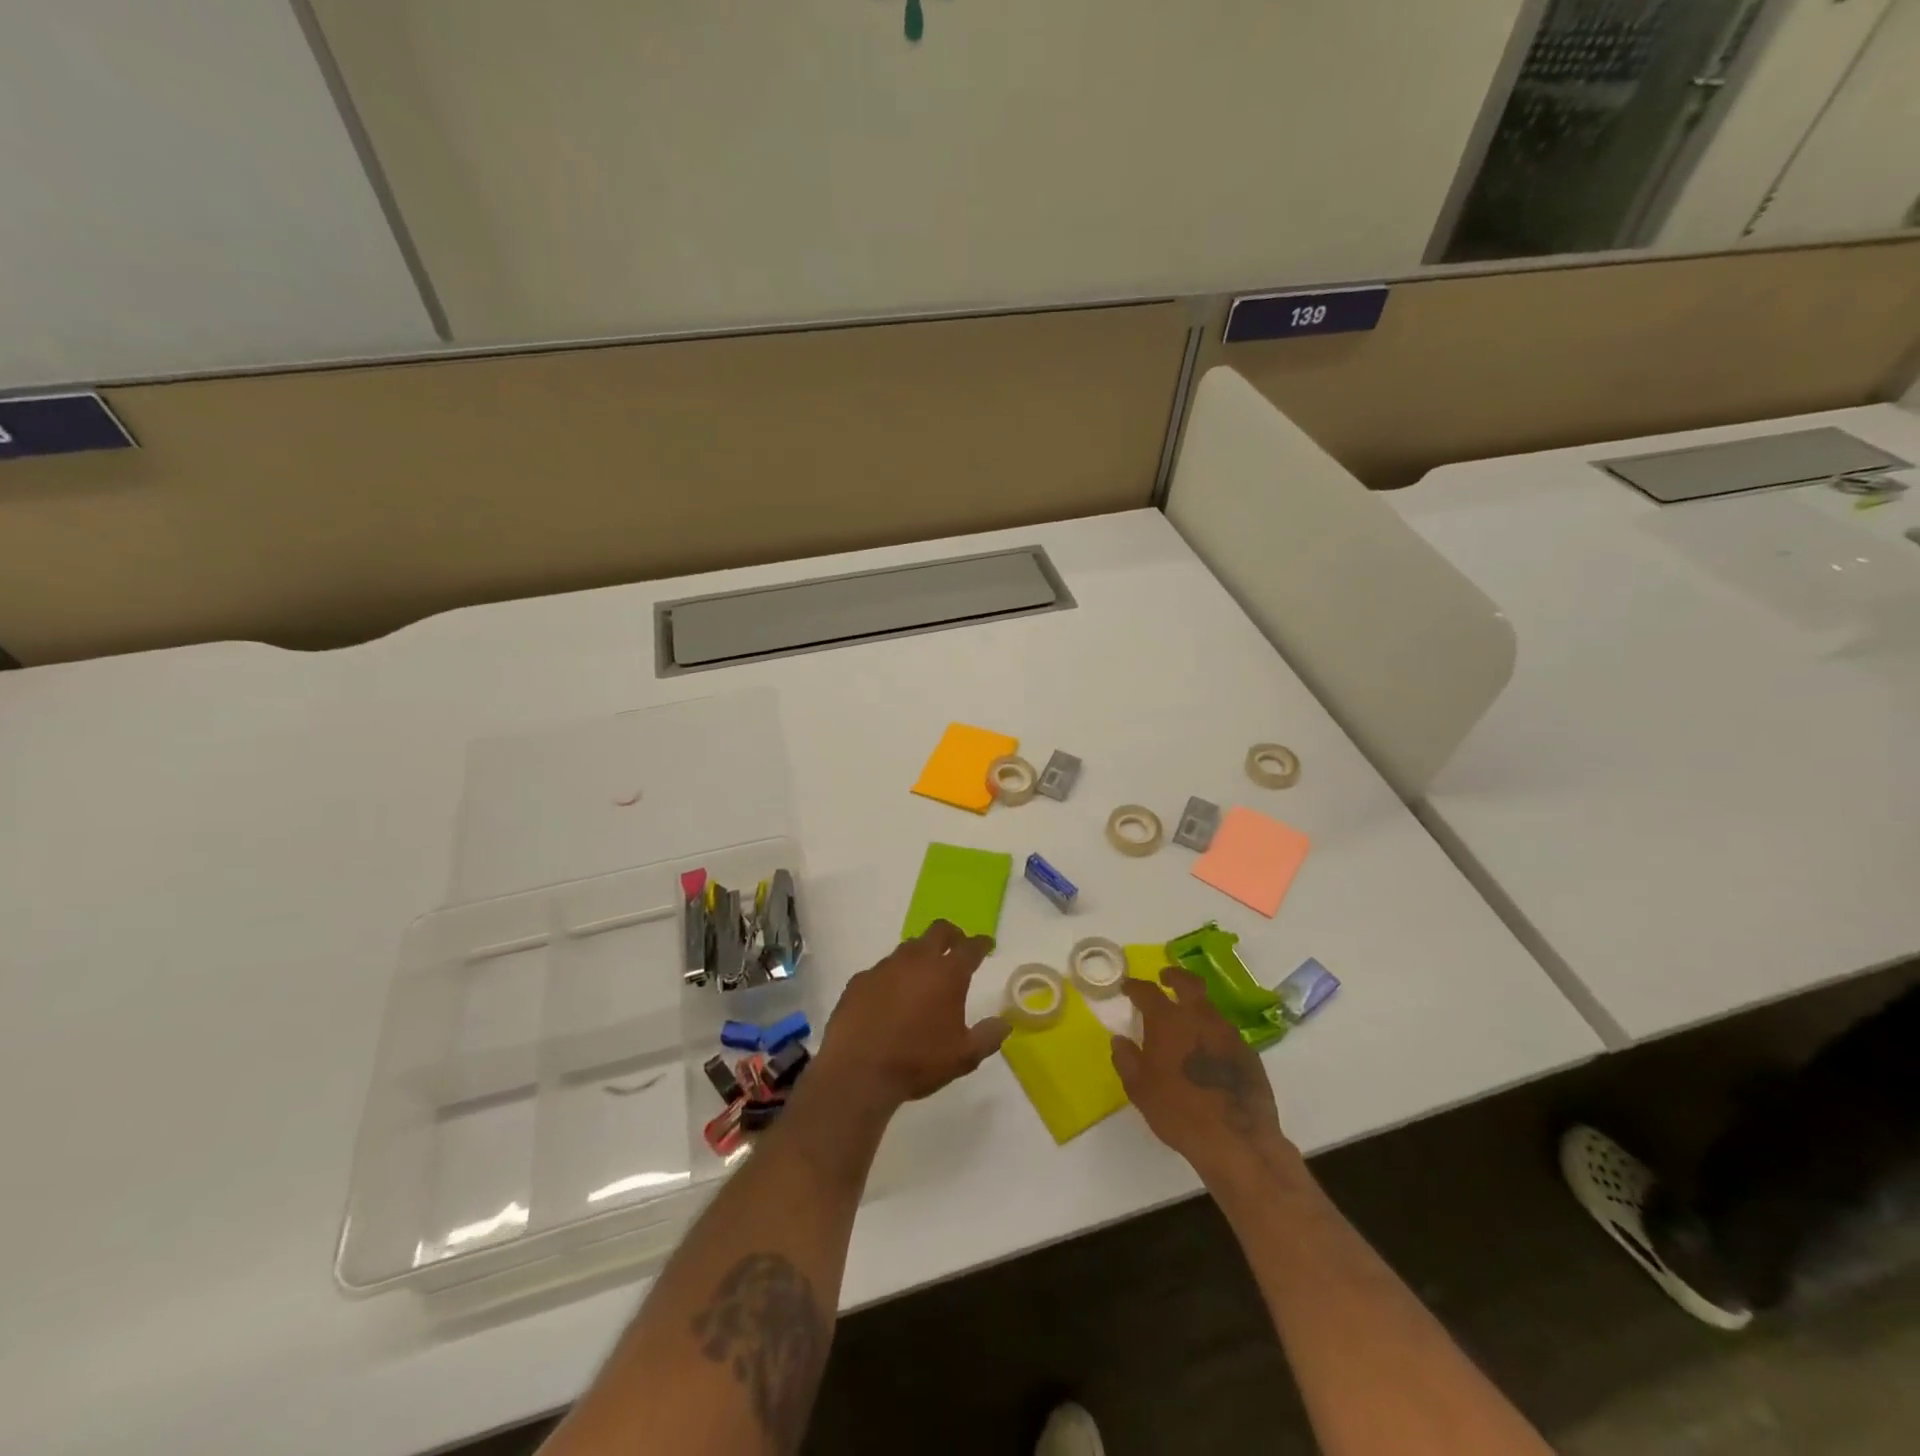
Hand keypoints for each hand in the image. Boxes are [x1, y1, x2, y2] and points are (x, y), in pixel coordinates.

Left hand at [813, 920, 1009, 1113]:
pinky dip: (892, 977)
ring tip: (923, 975)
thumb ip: (988, 1037)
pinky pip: (881, 970)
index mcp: (947, 973)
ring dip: (920, 955)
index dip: (981, 944)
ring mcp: (884, 967)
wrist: (857, 1072)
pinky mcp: (860, 980)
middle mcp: (916, 960)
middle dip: (952, 934)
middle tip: (957, 946)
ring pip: (908, 947)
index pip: (970, 947)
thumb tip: (1004, 1024)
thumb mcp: (964, 1057)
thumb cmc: (917, 1062)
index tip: (986, 945)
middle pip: (938, 931)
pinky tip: (890, 997)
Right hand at [1112, 968, 1296, 1186]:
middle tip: (1165, 978)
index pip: (1147, 991)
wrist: (1237, 1140)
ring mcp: (1228, 1033)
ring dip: (1196, 1008)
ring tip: (1186, 1023)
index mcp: (1169, 1020)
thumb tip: (1119, 1040)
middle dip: (1174, 976)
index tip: (1127, 987)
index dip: (1135, 986)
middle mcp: (1200, 1017)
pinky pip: (1225, 1033)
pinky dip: (1213, 1034)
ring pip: (1209, 1008)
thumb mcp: (1140, 1089)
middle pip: (1188, 983)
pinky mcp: (1249, 1053)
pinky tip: (1208, 1053)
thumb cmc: (1179, 1111)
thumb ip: (1126, 1059)